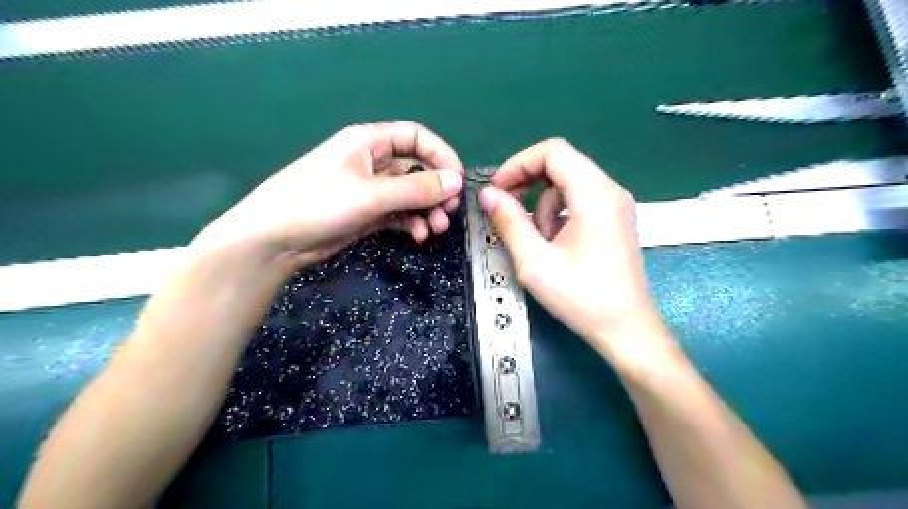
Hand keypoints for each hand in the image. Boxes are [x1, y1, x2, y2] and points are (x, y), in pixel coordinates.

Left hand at [189, 121, 461, 270]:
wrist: (274, 240)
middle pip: (416, 168)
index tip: (458, 180)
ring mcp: (370, 189)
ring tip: (435, 228)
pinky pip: (399, 213)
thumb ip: (416, 188)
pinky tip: (418, 235)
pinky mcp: (367, 213)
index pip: (416, 137)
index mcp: (369, 142)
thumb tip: (457, 181)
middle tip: (449, 211)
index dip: (441, 155)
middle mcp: (372, 162)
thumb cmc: (318, 204)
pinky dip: (412, 222)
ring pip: (410, 194)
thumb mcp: (371, 194)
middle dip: (435, 189)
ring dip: (427, 210)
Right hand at [483, 140, 673, 366]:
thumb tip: (488, 194)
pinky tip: (553, 244)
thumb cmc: (582, 298)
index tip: (497, 190)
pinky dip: (557, 214)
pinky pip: (578, 200)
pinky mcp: (614, 219)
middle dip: (526, 181)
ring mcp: (616, 205)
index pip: (553, 152)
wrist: (626, 330)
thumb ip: (509, 222)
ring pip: (567, 183)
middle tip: (504, 208)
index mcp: (595, 195)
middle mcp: (610, 191)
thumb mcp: (535, 262)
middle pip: (561, 163)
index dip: (518, 164)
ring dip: (542, 204)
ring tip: (535, 240)